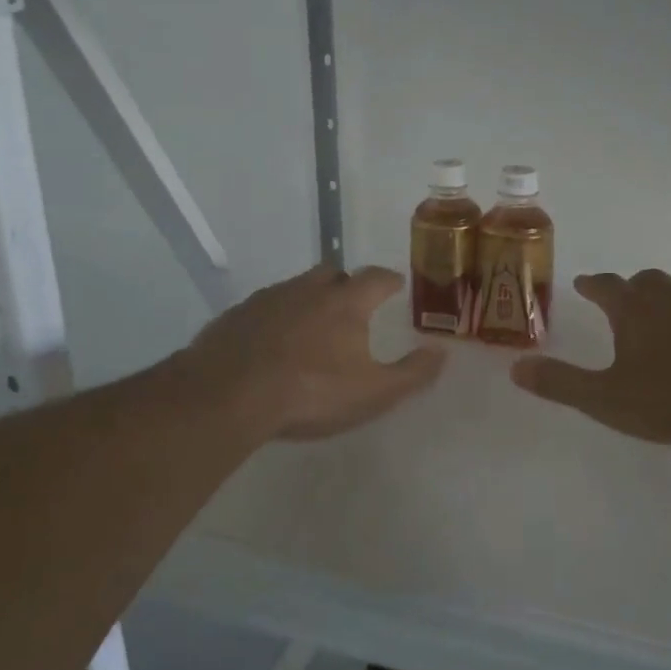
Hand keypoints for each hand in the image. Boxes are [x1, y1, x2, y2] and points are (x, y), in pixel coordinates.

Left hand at [183, 265, 444, 440]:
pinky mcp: (235, 316)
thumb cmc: (311, 393)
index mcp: (345, 303)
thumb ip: (413, 373)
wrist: (228, 396)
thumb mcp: (374, 393)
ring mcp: (267, 299)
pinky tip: (272, 343)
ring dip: (308, 299)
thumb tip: (442, 352)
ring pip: (295, 288)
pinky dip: (276, 318)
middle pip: (333, 273)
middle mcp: (307, 290)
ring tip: (312, 327)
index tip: (396, 286)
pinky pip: (264, 308)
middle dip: (346, 284)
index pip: (376, 278)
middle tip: (352, 305)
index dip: (390, 280)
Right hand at [511, 270, 670, 448]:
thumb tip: (516, 368)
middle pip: (646, 281)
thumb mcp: (604, 399)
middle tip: (623, 302)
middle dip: (631, 288)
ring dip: (669, 302)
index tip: (583, 283)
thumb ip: (560, 383)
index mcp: (635, 309)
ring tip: (664, 322)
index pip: (605, 285)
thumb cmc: (670, 400)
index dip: (591, 284)